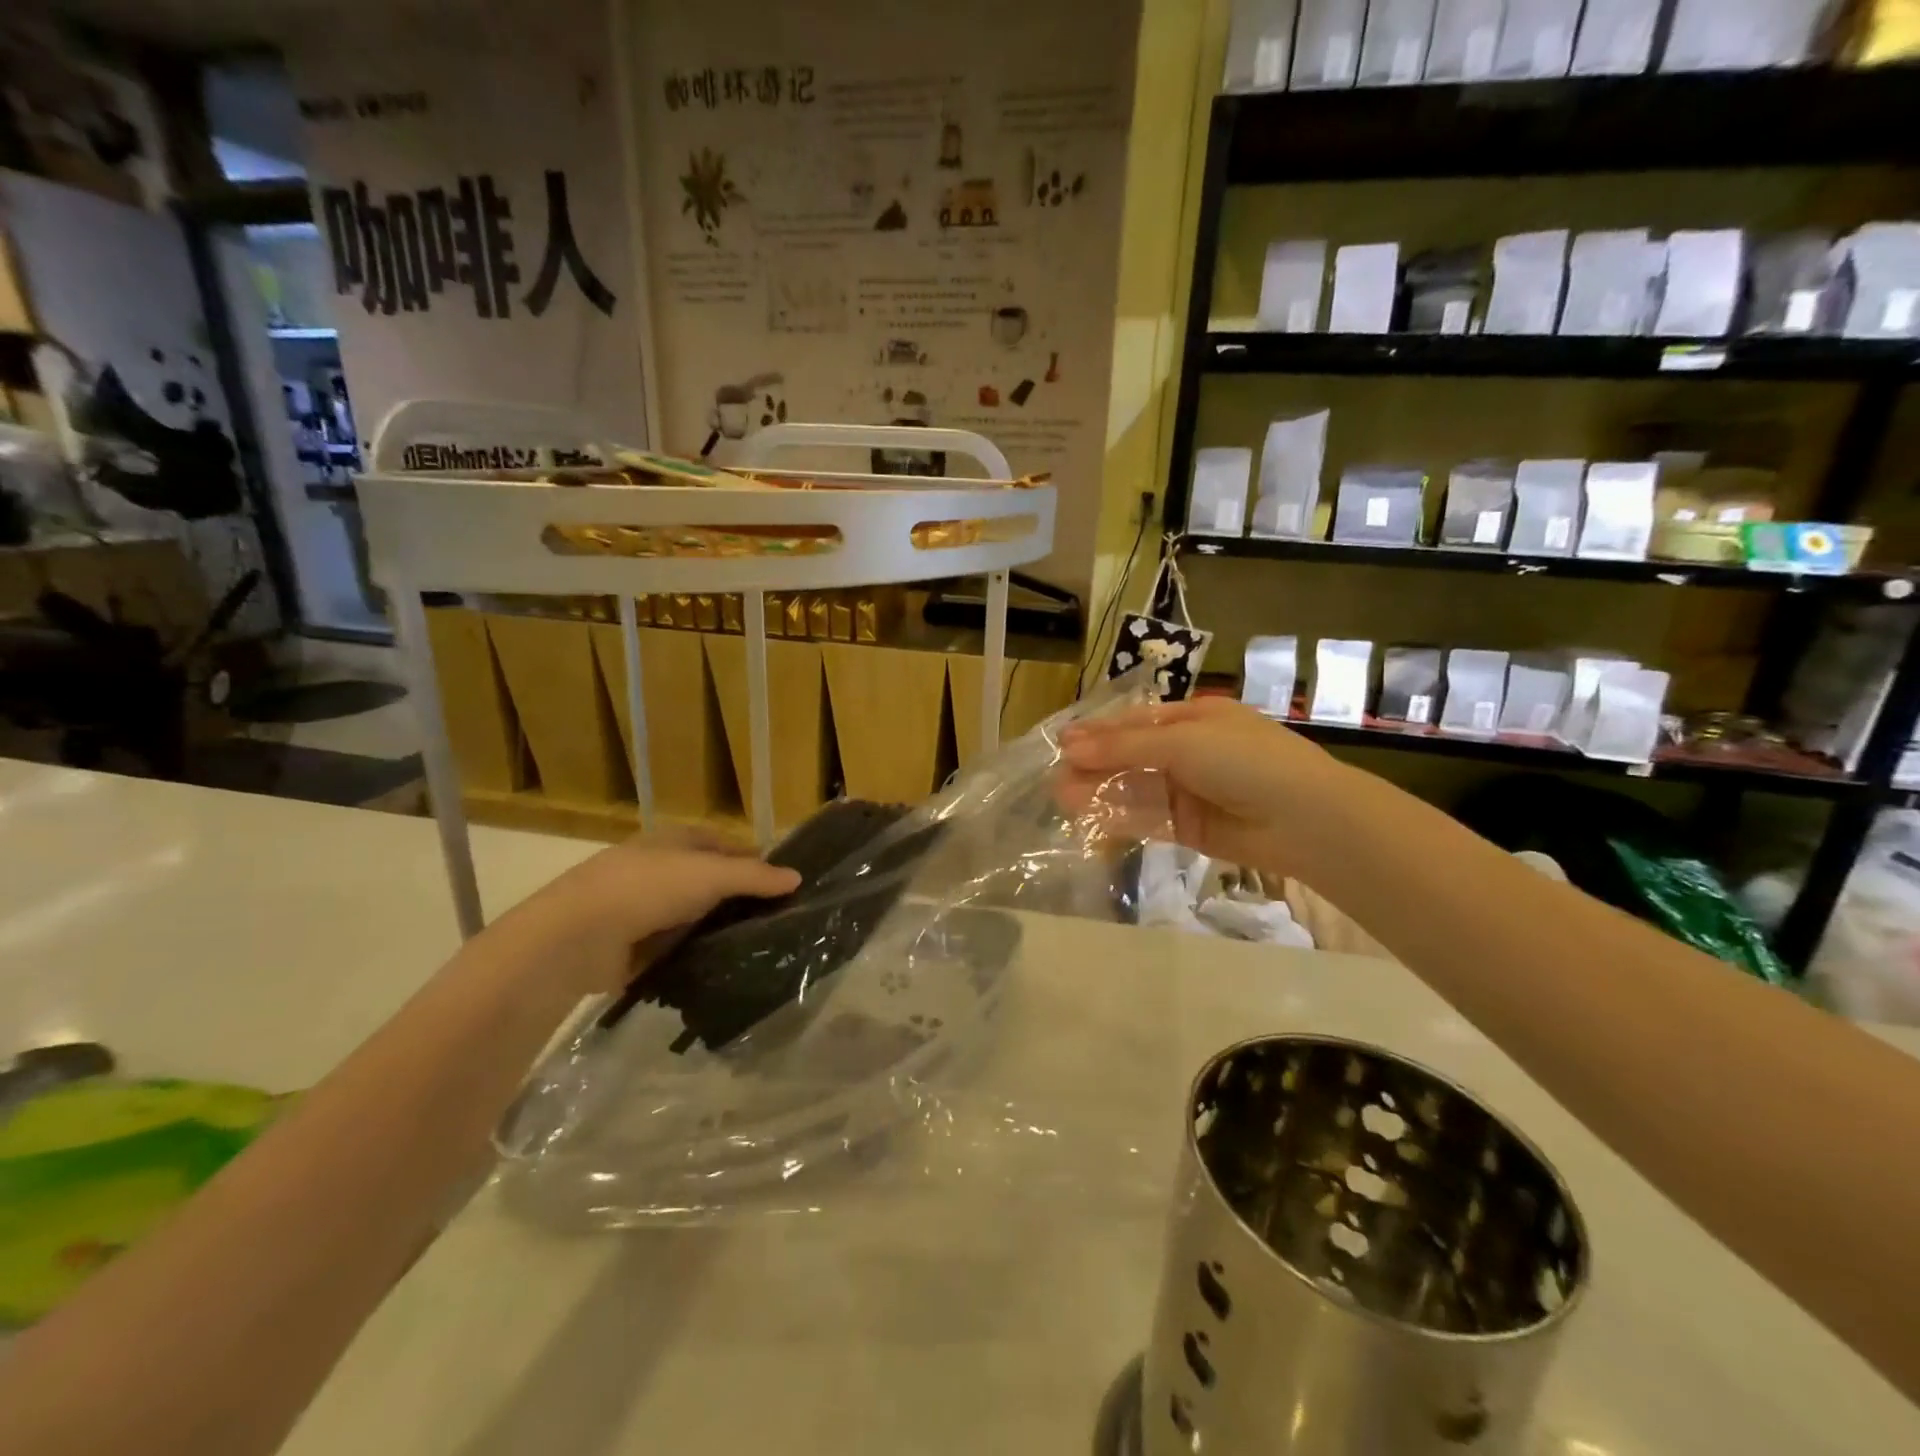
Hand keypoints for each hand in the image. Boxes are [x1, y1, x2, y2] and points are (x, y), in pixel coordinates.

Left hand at [491, 829, 799, 998]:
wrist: (578, 936)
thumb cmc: (649, 888)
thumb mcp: (711, 875)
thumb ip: (755, 877)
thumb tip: (797, 877)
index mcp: (672, 841)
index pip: (720, 843)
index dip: (750, 857)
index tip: (781, 880)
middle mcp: (656, 870)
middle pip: (707, 881)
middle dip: (736, 897)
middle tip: (776, 918)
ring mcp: (640, 909)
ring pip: (691, 916)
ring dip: (715, 929)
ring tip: (757, 947)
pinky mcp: (630, 947)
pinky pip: (673, 948)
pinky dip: (693, 955)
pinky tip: (720, 968)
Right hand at [1059, 697, 1348, 874]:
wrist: (1304, 820)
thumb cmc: (1244, 762)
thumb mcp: (1182, 742)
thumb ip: (1123, 746)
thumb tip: (1070, 747)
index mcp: (1195, 718)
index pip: (1135, 722)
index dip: (1098, 732)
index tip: (1062, 743)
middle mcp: (1190, 751)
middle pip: (1131, 756)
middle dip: (1095, 766)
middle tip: (1056, 779)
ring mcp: (1190, 790)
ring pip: (1135, 788)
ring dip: (1101, 792)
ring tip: (1064, 800)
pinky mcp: (1190, 827)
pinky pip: (1148, 818)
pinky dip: (1120, 817)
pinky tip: (1092, 819)